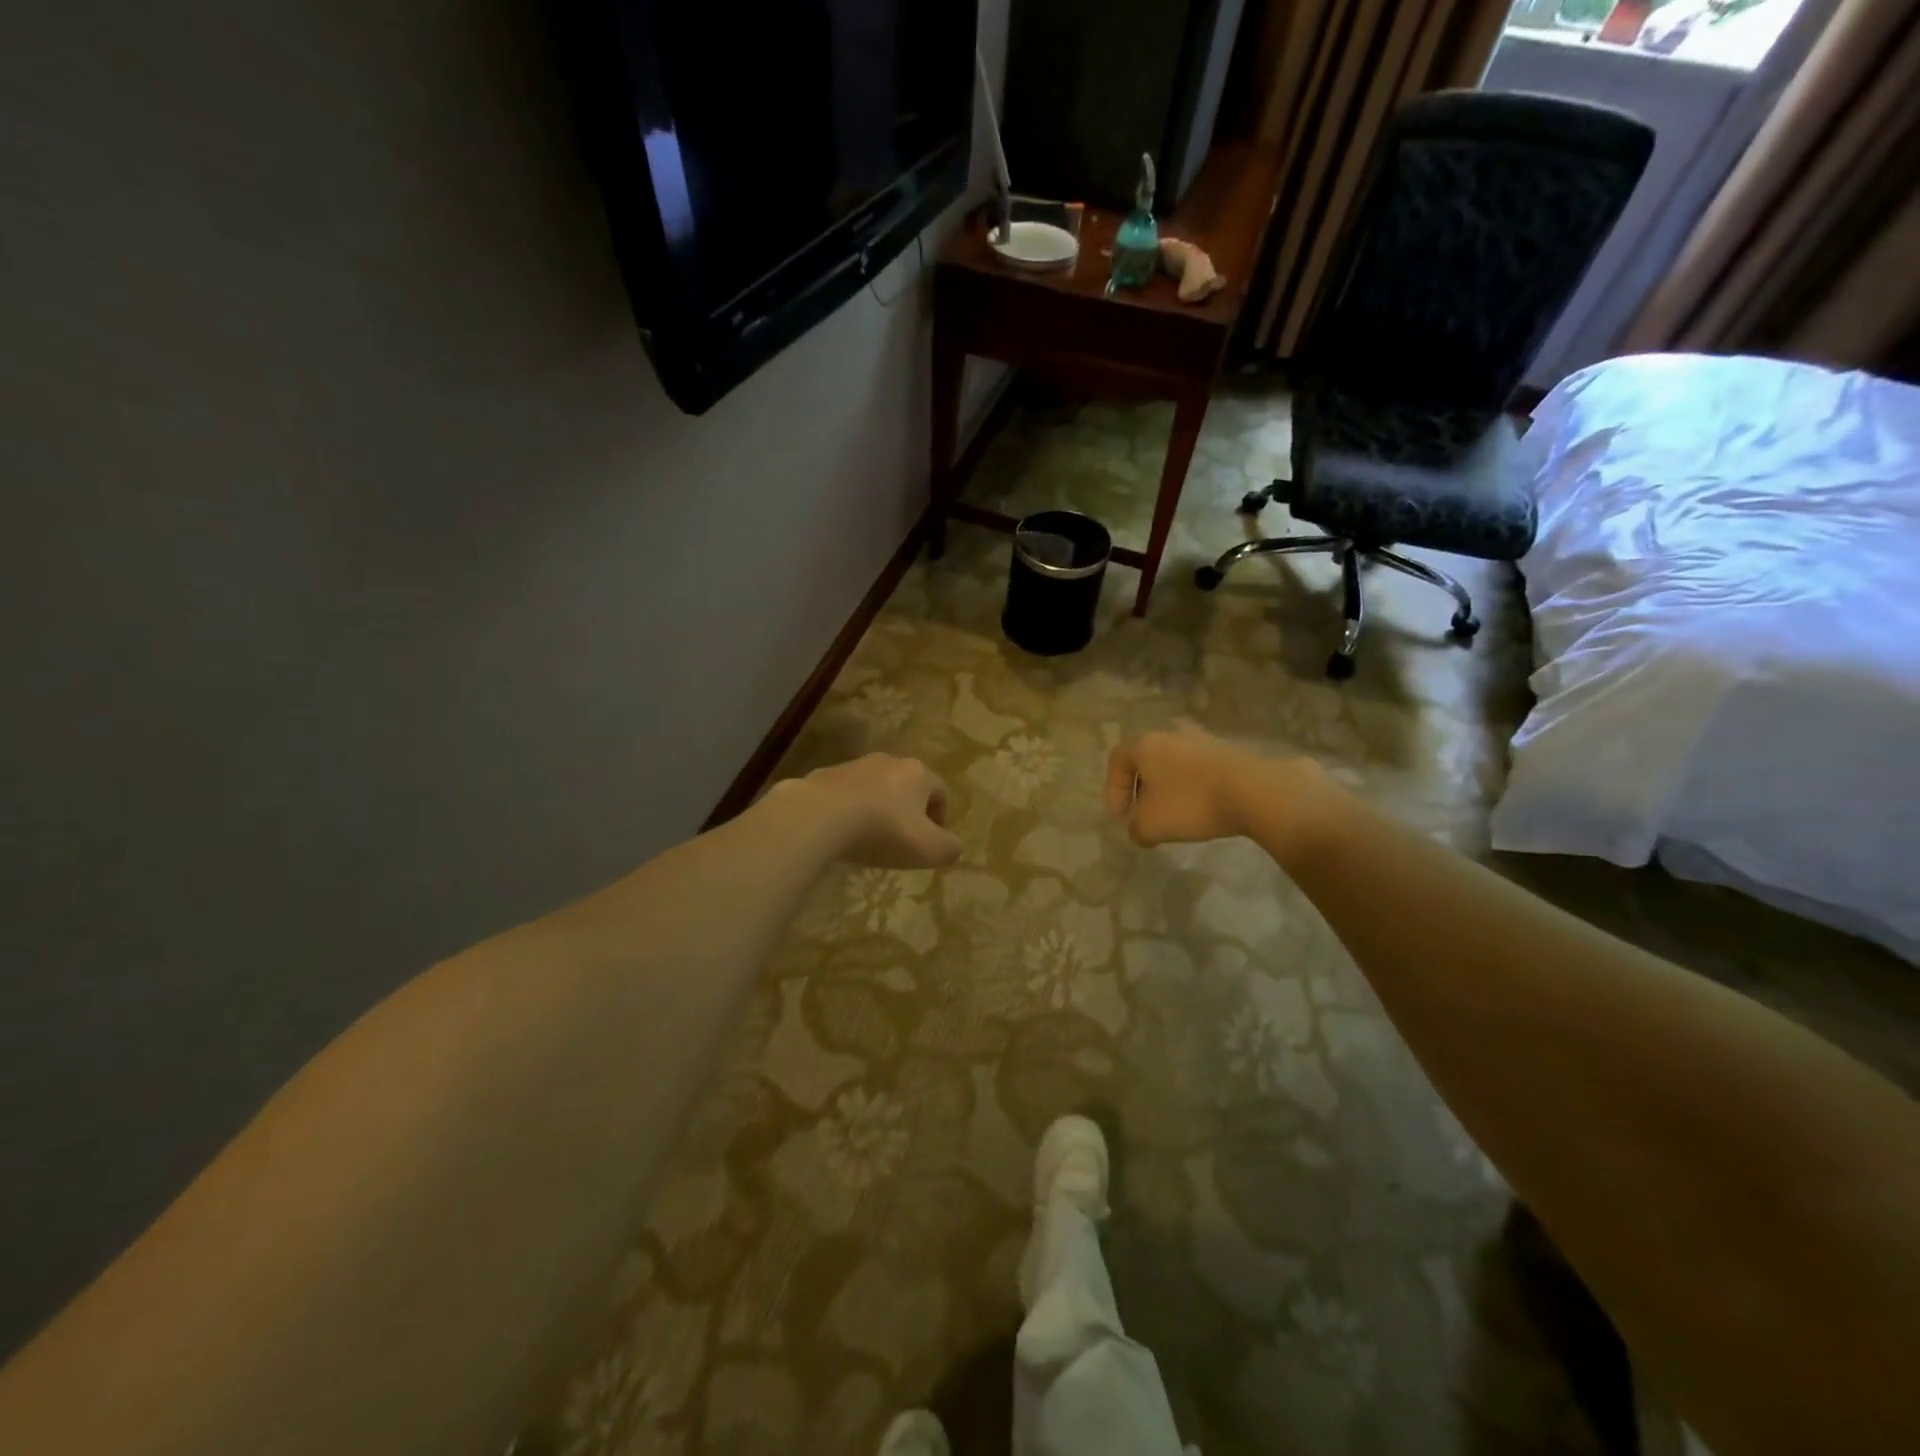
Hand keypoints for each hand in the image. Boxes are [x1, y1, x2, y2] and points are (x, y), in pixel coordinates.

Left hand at [782, 754, 961, 867]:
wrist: (819, 816)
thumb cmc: (882, 830)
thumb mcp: (928, 849)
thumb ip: (949, 848)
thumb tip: (952, 846)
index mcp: (918, 773)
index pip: (940, 791)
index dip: (940, 817)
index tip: (931, 841)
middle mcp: (888, 761)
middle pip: (907, 786)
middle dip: (908, 811)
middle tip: (902, 840)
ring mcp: (853, 765)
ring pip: (875, 788)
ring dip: (877, 808)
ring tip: (869, 838)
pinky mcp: (824, 775)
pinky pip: (844, 794)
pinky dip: (848, 810)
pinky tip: (841, 833)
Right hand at [1106, 724, 1320, 847]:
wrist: (1255, 791)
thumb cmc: (1192, 802)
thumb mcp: (1151, 825)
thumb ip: (1136, 828)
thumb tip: (1139, 830)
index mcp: (1146, 744)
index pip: (1117, 760)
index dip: (1113, 790)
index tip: (1120, 817)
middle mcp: (1172, 734)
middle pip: (1147, 758)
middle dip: (1142, 787)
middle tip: (1145, 812)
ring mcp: (1204, 739)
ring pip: (1175, 762)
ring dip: (1169, 787)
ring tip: (1175, 813)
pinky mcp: (1230, 750)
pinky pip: (1200, 769)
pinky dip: (1194, 787)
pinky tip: (1202, 808)